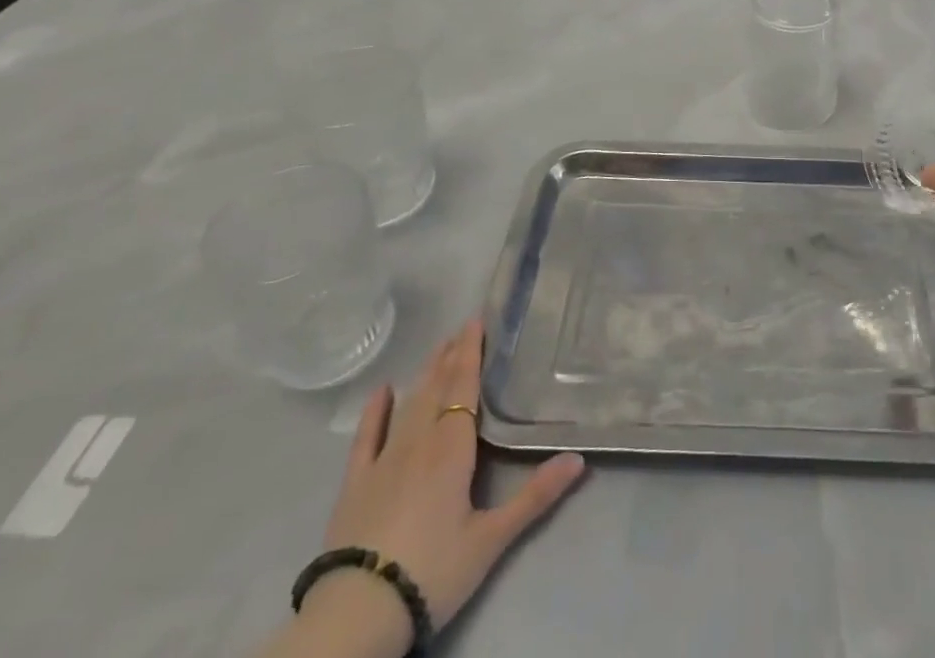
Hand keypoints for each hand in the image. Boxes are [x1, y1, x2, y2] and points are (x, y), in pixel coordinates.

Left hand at [308, 320, 585, 655]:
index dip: (471, 353)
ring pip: (409, 404)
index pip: (465, 387)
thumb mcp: (491, 538)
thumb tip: (579, 458)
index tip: (475, 321)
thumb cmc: (433, 570)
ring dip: (424, 375)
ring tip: (436, 349)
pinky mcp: (355, 483)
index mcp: (452, 448)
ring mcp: (383, 460)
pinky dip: (374, 412)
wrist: (359, 612)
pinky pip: (367, 437)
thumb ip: (535, 496)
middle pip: (437, 388)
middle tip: (460, 329)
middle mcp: (419, 440)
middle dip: (450, 357)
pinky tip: (381, 391)